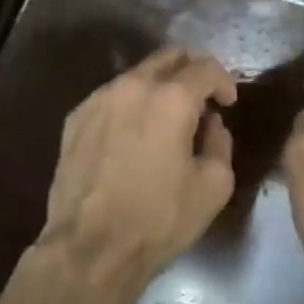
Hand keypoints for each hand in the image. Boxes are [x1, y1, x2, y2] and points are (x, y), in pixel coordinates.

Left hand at [41, 47, 238, 276]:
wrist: (90, 246)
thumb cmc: (158, 219)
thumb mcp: (212, 187)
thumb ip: (220, 143)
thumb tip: (210, 124)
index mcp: (170, 99)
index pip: (205, 68)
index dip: (224, 81)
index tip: (228, 103)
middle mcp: (132, 86)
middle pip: (168, 57)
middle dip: (191, 71)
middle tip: (202, 99)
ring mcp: (98, 99)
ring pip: (137, 75)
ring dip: (159, 87)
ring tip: (166, 120)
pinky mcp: (75, 117)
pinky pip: (111, 97)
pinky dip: (130, 104)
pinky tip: (133, 135)